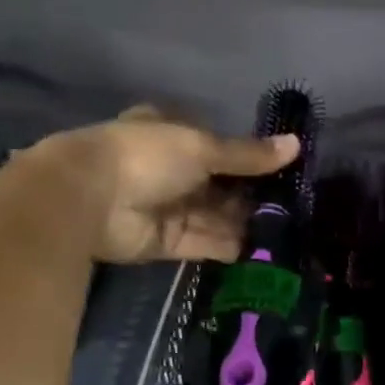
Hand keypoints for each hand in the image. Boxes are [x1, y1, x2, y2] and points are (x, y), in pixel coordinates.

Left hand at [45, 106, 297, 263]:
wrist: (89, 201)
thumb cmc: (145, 157)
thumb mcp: (202, 147)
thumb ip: (248, 154)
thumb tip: (295, 145)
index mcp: (172, 134)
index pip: (217, 144)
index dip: (247, 156)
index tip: (283, 169)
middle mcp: (171, 170)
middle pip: (219, 184)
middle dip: (252, 194)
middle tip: (294, 206)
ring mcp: (168, 206)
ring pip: (216, 215)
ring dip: (246, 222)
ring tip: (287, 231)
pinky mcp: (167, 241)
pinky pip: (205, 242)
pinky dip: (230, 245)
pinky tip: (263, 251)